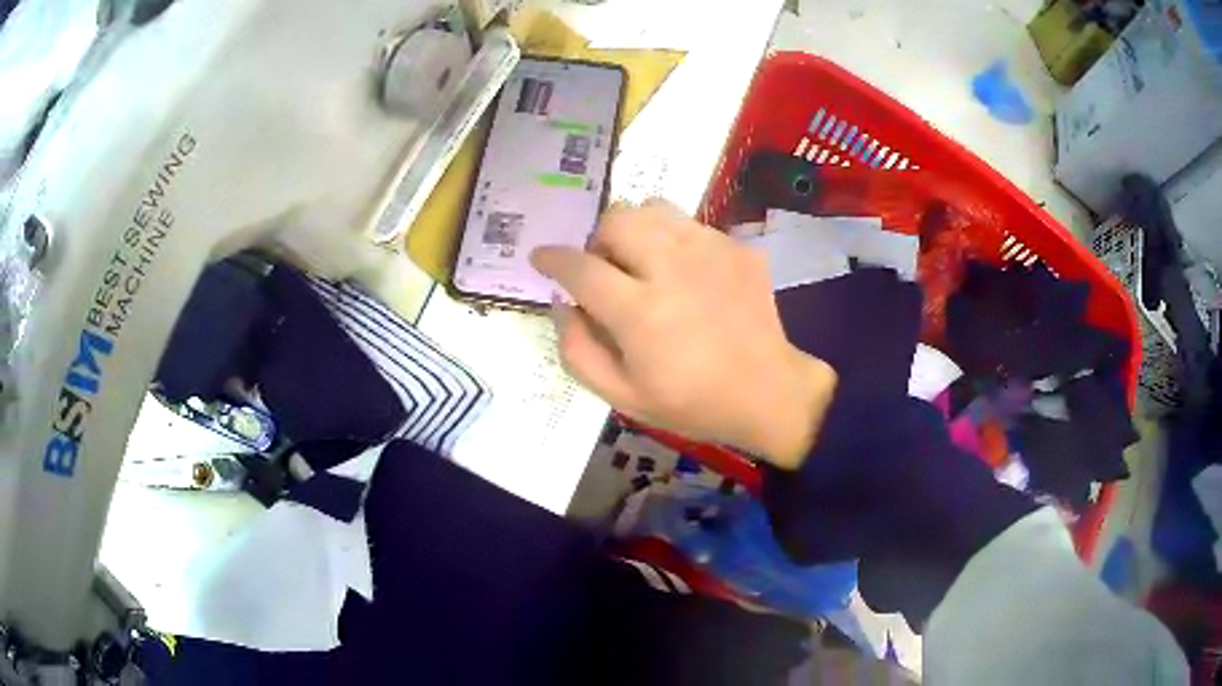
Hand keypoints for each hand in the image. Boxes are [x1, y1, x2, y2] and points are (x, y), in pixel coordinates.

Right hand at [530, 200, 835, 468]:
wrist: (767, 392)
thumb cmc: (691, 402)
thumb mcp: (622, 396)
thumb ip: (578, 350)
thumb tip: (563, 304)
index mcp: (640, 313)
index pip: (580, 267)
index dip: (553, 259)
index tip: (543, 258)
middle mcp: (673, 269)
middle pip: (617, 219)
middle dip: (599, 240)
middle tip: (607, 269)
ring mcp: (711, 251)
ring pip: (653, 208)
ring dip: (636, 230)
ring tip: (644, 262)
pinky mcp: (737, 247)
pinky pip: (690, 224)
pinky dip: (674, 241)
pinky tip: (686, 274)